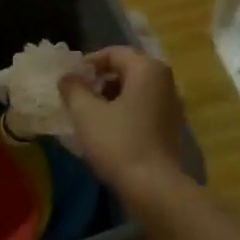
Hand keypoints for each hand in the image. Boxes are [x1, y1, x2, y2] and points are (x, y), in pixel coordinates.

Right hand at [59, 46, 187, 194]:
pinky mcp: (171, 126)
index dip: (89, 62)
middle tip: (78, 95)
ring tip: (89, 114)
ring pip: (136, 90)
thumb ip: (73, 89)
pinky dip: (125, 111)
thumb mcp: (86, 113)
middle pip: (127, 69)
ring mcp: (172, 104)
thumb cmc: (118, 142)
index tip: (70, 79)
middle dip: (100, 80)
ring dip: (111, 96)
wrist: (153, 186)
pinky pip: (144, 107)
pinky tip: (108, 130)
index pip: (114, 53)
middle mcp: (165, 80)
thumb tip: (67, 77)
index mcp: (147, 69)